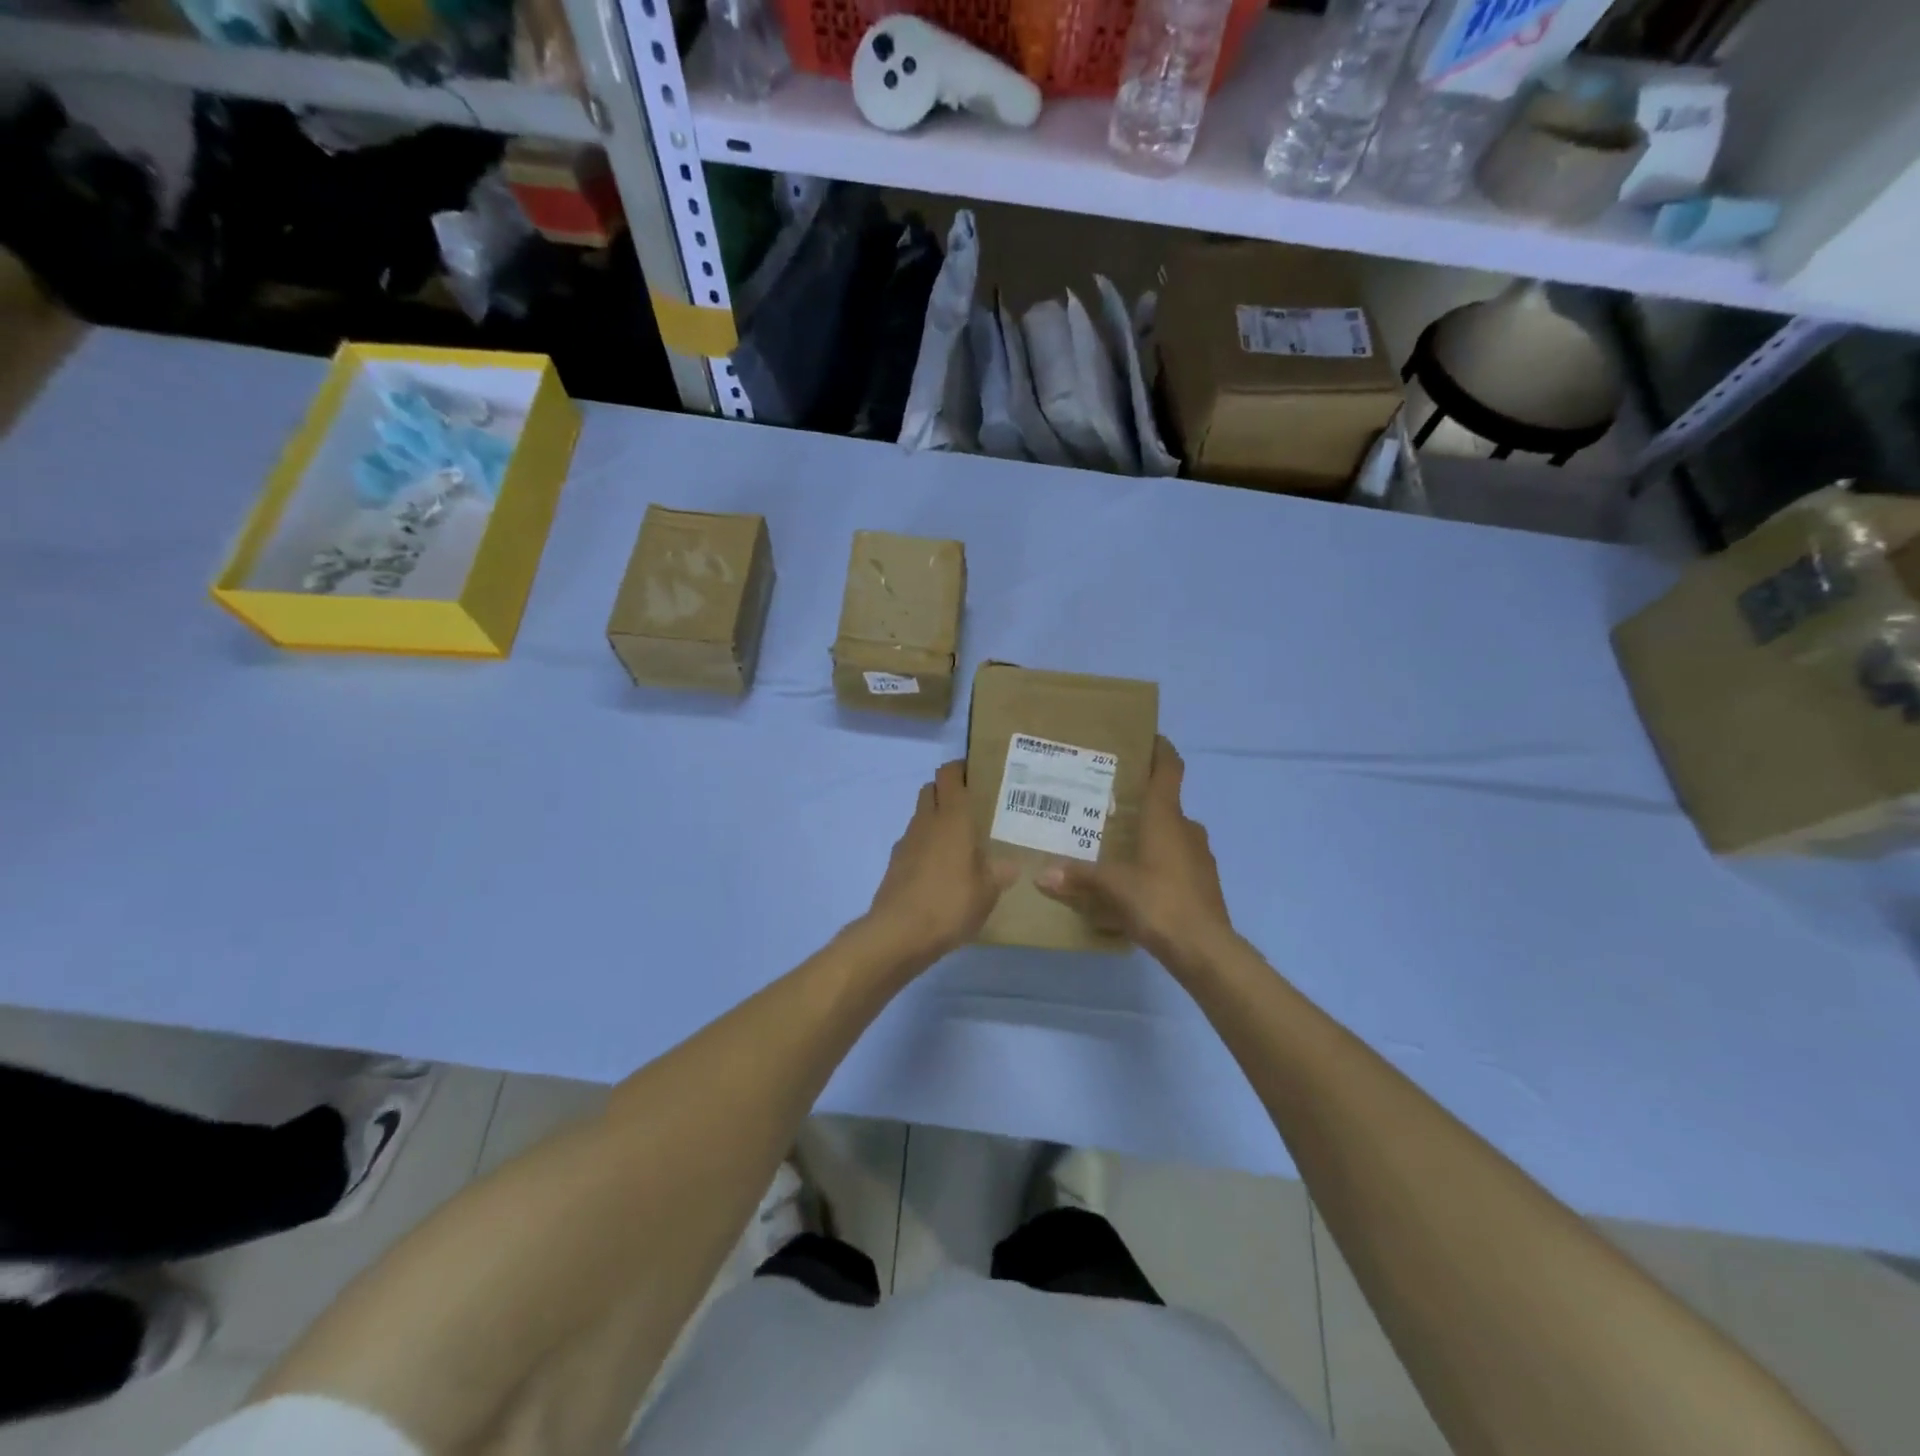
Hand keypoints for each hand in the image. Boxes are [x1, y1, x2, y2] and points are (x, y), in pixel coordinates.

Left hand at [865, 760, 1016, 966]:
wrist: (899, 933)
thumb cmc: (950, 903)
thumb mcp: (988, 892)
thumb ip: (1000, 873)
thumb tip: (1011, 864)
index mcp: (952, 818)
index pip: (950, 774)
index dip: (961, 768)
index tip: (979, 775)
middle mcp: (926, 821)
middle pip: (932, 789)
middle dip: (949, 791)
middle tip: (974, 808)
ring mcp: (907, 842)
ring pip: (922, 816)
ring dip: (937, 820)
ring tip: (961, 842)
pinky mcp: (895, 864)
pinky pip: (914, 843)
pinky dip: (926, 846)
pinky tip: (942, 870)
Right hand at [1034, 737, 1233, 974]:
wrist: (1205, 949)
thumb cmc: (1159, 902)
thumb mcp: (1113, 887)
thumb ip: (1078, 877)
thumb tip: (1042, 875)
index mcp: (1167, 818)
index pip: (1170, 770)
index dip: (1161, 750)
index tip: (1147, 738)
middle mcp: (1187, 829)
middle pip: (1166, 804)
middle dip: (1141, 801)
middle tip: (1108, 803)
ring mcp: (1199, 857)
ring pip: (1172, 835)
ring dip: (1150, 835)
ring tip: (1117, 844)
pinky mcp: (1203, 883)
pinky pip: (1176, 862)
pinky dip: (1158, 863)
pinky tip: (1136, 881)